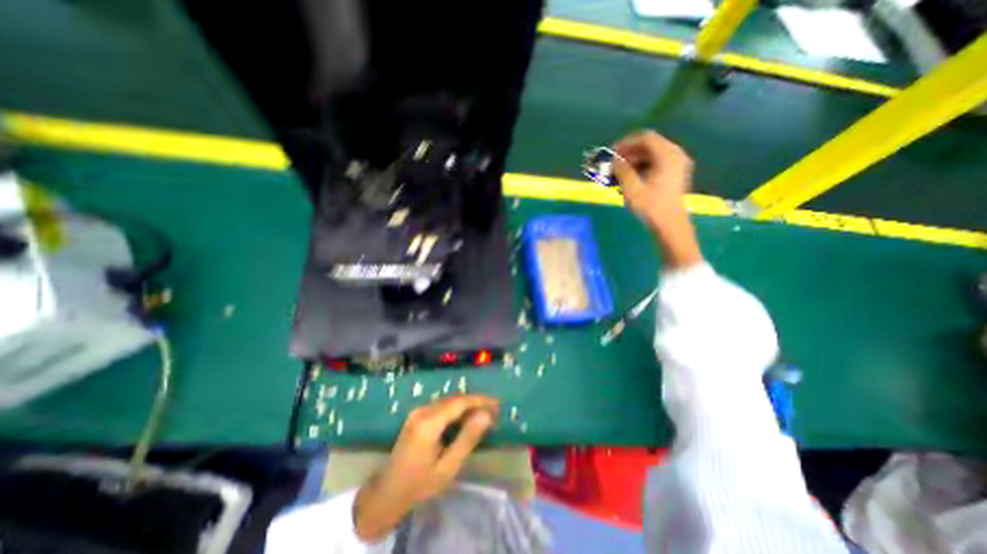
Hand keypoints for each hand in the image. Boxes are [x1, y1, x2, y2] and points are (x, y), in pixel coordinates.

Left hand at [353, 394, 496, 541]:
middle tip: (494, 411)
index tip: (498, 405)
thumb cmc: (420, 484)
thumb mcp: (448, 467)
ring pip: (448, 401)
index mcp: (429, 422)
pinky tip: (466, 418)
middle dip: (476, 402)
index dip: (480, 400)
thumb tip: (486, 415)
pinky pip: (442, 406)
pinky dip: (457, 410)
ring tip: (484, 414)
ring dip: (467, 405)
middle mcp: (422, 411)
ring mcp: (418, 411)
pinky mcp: (417, 415)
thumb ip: (467, 438)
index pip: (460, 402)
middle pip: (454, 399)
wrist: (387, 493)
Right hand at [611, 129, 691, 229]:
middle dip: (627, 154)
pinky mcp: (673, 175)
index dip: (625, 143)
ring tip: (616, 176)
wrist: (670, 225)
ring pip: (650, 156)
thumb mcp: (632, 188)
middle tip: (611, 166)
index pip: (645, 138)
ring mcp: (676, 165)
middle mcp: (675, 155)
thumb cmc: (651, 206)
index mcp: (668, 155)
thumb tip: (611, 159)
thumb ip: (621, 169)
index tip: (610, 154)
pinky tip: (627, 181)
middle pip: (648, 146)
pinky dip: (639, 169)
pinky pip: (654, 164)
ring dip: (631, 163)